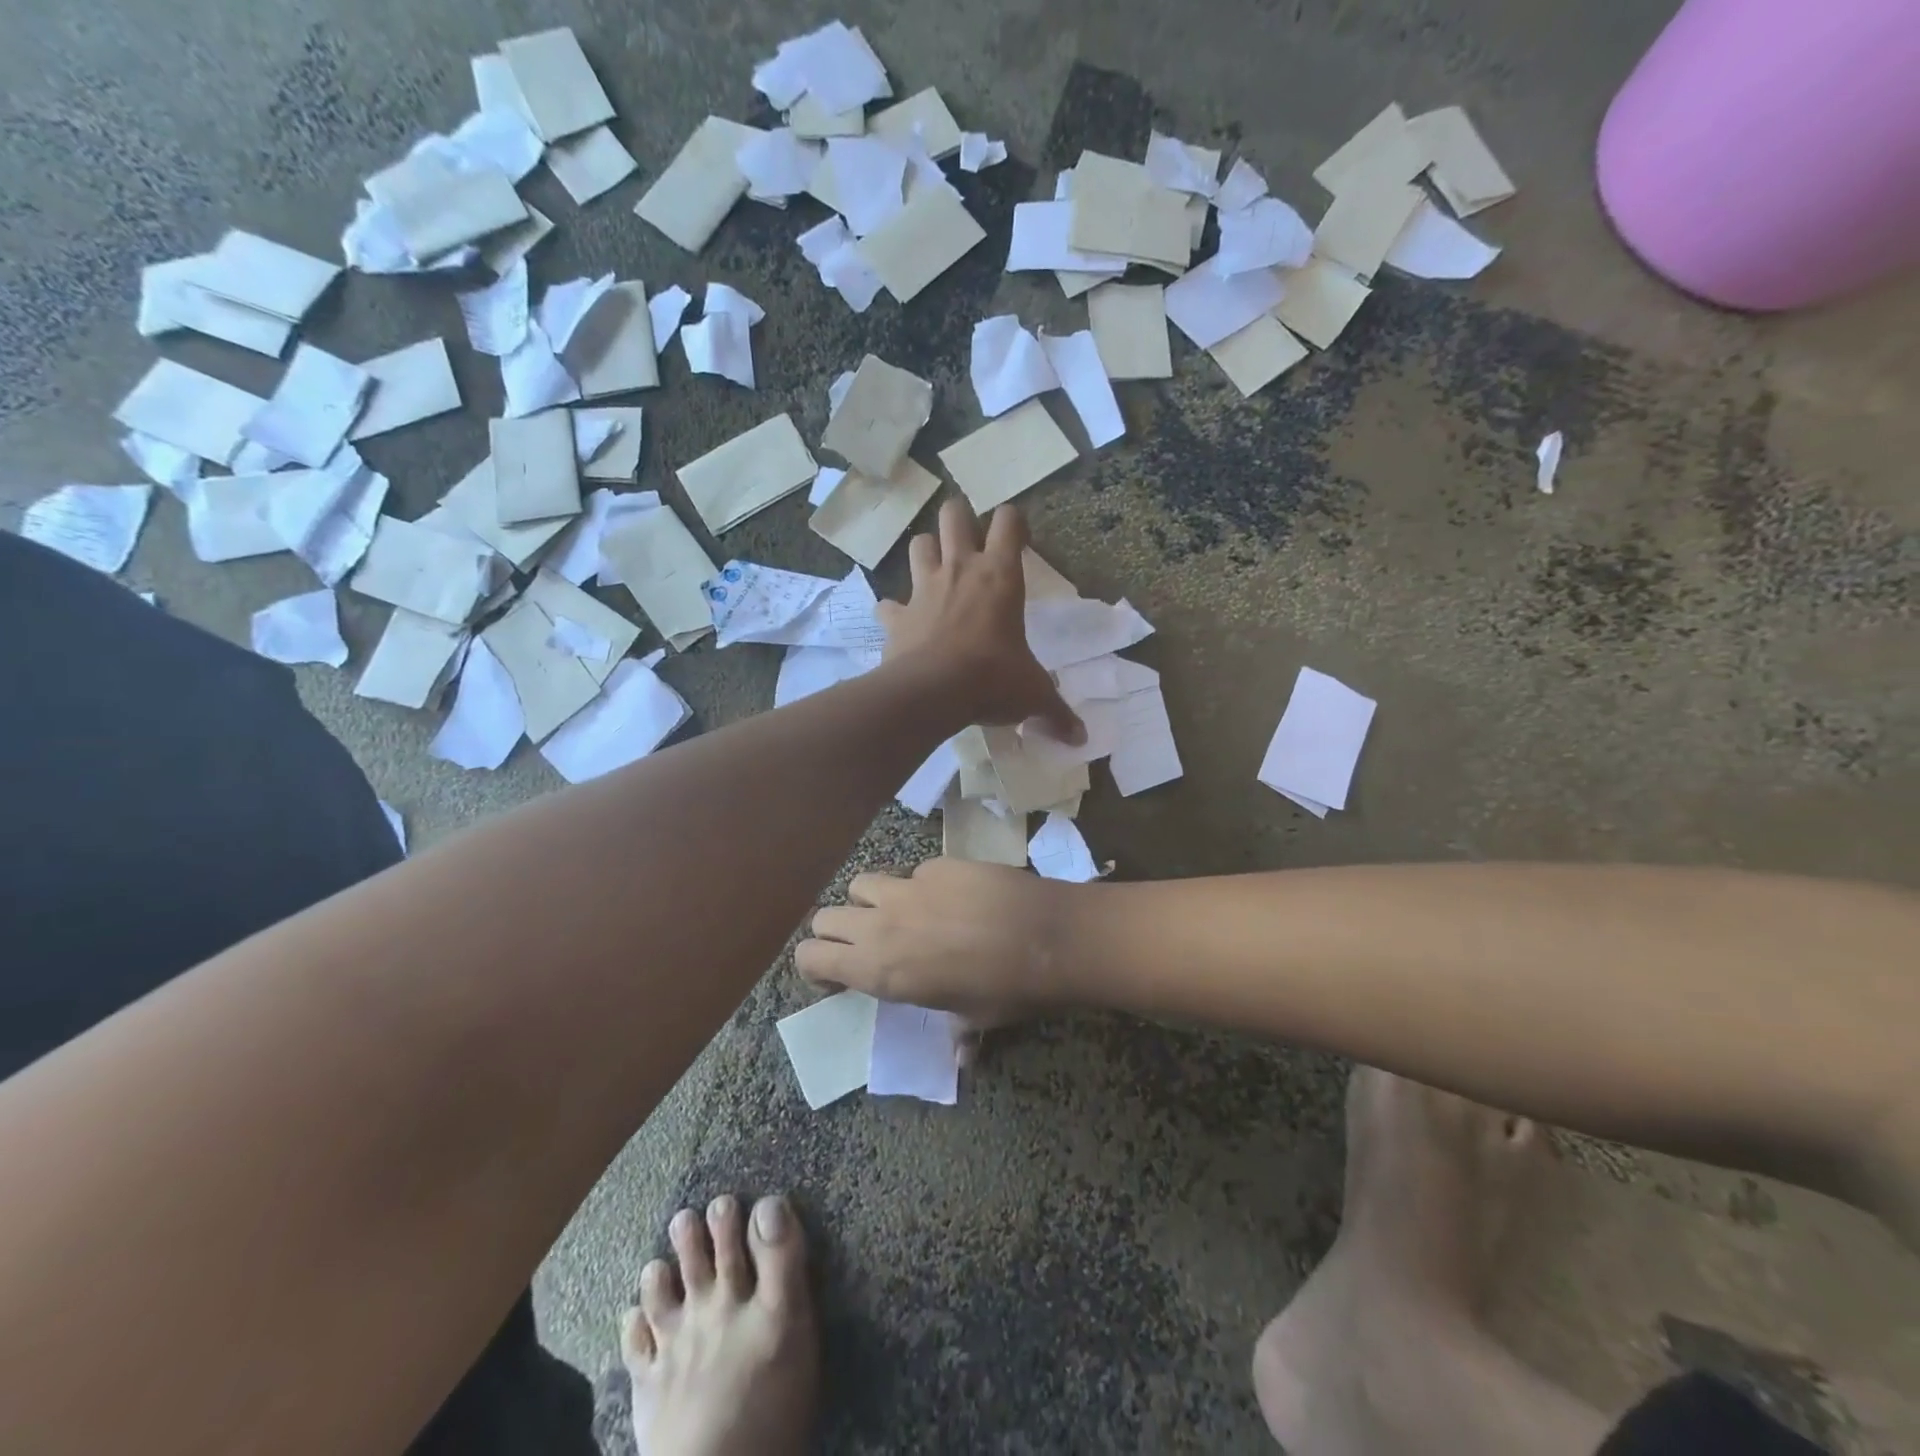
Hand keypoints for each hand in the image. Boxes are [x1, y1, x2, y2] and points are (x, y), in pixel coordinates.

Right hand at [797, 858, 1072, 1027]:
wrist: (1049, 935)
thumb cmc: (1008, 990)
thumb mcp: (975, 1019)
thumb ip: (956, 1033)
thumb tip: (963, 1057)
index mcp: (880, 970)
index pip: (811, 958)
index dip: (817, 968)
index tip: (840, 976)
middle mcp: (882, 925)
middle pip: (824, 917)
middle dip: (837, 932)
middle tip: (866, 945)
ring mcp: (908, 887)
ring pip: (860, 884)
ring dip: (869, 901)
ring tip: (899, 914)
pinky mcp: (937, 864)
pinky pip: (911, 873)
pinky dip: (917, 886)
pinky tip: (949, 898)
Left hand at [879, 501, 1081, 742]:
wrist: (933, 692)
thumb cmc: (993, 680)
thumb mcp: (1033, 694)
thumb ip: (1056, 712)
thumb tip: (1080, 738)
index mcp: (1000, 576)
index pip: (1009, 521)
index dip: (1014, 521)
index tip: (1018, 539)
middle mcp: (959, 570)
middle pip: (954, 514)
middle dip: (961, 518)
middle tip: (970, 540)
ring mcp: (922, 589)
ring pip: (918, 544)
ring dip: (927, 552)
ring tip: (936, 572)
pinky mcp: (896, 616)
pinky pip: (888, 604)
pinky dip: (894, 611)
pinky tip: (901, 623)